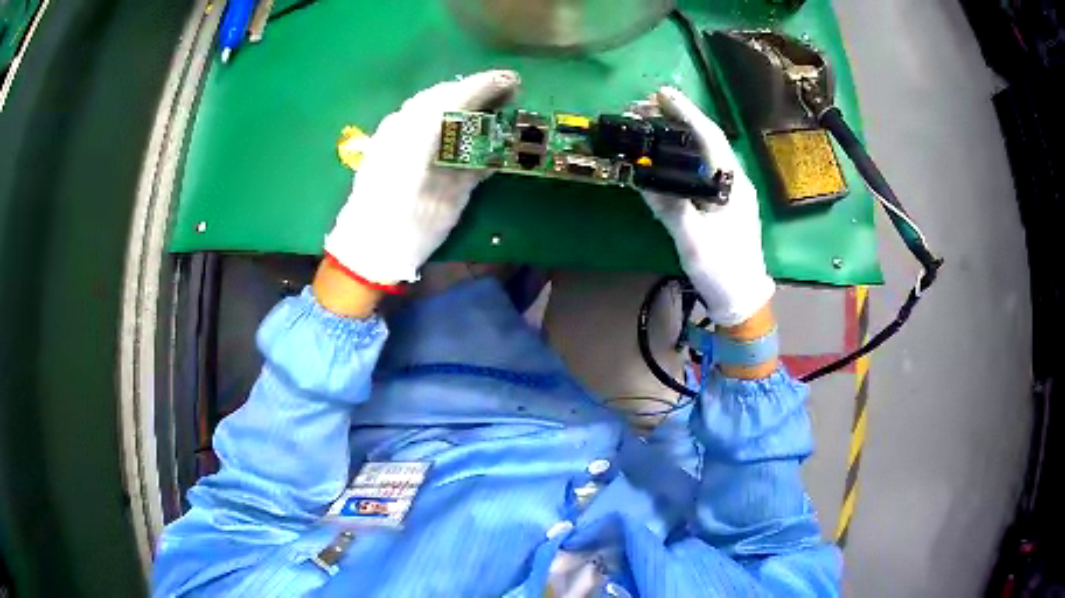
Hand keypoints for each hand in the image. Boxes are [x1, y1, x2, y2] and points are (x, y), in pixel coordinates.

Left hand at [324, 70, 520, 283]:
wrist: (364, 249)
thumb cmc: (411, 228)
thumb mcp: (450, 200)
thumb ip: (472, 167)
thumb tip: (494, 149)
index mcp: (418, 137)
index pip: (456, 97)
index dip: (486, 86)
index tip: (513, 81)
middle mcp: (400, 126)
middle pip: (439, 94)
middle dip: (471, 89)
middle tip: (501, 93)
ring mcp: (386, 132)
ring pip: (423, 102)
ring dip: (453, 98)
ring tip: (479, 104)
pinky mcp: (380, 143)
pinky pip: (411, 115)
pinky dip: (435, 110)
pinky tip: (448, 122)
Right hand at [642, 87, 774, 326]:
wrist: (742, 297)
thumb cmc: (722, 269)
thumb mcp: (693, 240)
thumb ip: (670, 208)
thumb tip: (642, 180)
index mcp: (732, 183)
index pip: (709, 137)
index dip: (686, 112)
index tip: (661, 94)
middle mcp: (734, 180)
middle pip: (706, 139)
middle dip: (677, 118)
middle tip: (643, 107)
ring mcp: (731, 191)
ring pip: (704, 152)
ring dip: (678, 134)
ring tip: (650, 123)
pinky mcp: (724, 202)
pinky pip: (701, 168)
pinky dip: (681, 154)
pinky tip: (665, 153)